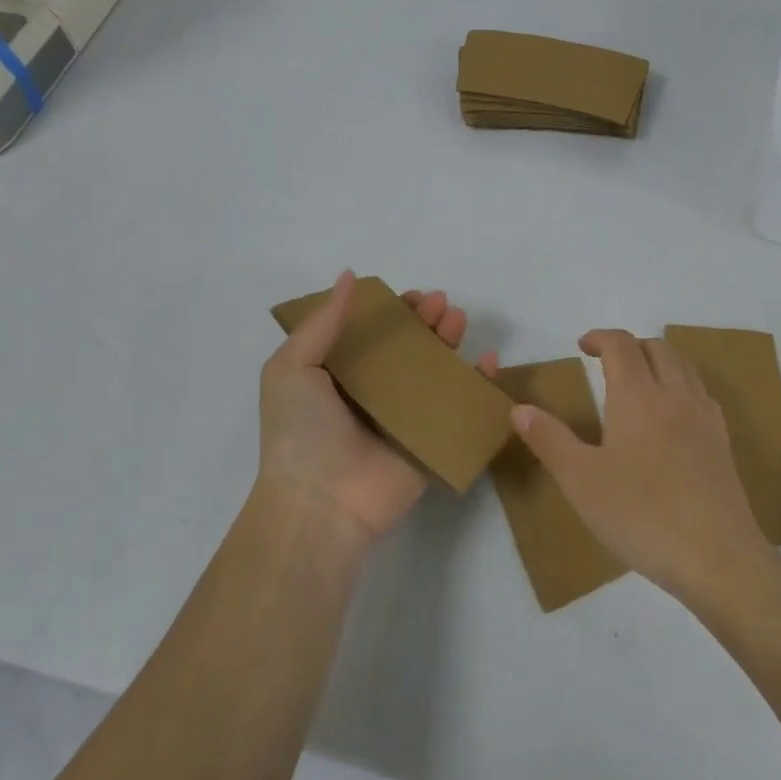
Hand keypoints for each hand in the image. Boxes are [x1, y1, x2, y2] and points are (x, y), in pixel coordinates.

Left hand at [258, 270, 498, 544]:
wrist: (320, 503)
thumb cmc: (301, 431)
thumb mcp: (292, 367)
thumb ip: (323, 322)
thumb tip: (349, 275)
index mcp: (339, 377)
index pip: (373, 335)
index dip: (393, 312)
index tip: (412, 296)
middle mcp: (373, 395)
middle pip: (408, 350)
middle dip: (426, 323)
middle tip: (441, 303)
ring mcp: (404, 420)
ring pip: (435, 374)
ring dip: (450, 344)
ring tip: (458, 320)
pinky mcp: (431, 444)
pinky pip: (459, 410)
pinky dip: (478, 386)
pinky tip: (488, 362)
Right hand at [509, 329, 770, 598]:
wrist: (717, 557)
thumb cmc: (641, 515)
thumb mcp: (580, 481)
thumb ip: (549, 440)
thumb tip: (519, 408)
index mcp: (638, 396)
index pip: (621, 345)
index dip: (600, 337)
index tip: (582, 346)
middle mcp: (675, 395)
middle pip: (657, 348)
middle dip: (629, 345)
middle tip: (606, 363)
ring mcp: (705, 417)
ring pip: (684, 366)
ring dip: (658, 360)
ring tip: (638, 382)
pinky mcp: (723, 442)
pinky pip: (701, 393)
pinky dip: (681, 385)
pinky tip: (671, 416)